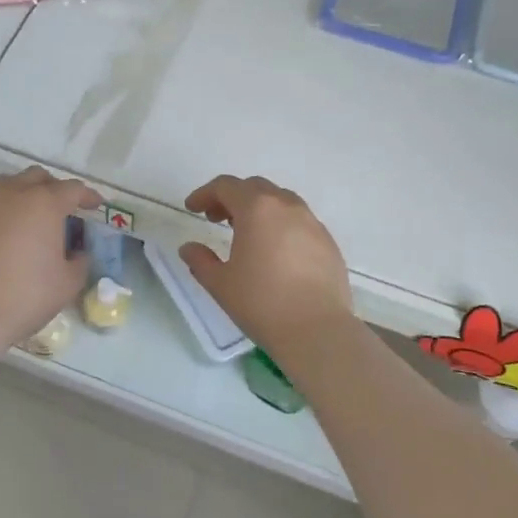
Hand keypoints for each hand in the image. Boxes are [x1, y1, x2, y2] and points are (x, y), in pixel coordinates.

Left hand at [0, 167, 101, 348]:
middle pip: (38, 177)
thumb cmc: (26, 296)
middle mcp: (14, 193)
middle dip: (54, 189)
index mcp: (45, 203)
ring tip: (30, 214)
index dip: (88, 196)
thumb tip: (78, 252)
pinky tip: (3, 228)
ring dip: (25, 192)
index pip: (72, 189)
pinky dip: (1, 207)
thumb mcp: (68, 283)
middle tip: (63, 209)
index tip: (96, 206)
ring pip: (9, 183)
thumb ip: (80, 261)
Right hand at [180, 175, 353, 353]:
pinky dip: (281, 225)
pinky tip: (275, 252)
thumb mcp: (220, 284)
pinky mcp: (328, 242)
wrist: (317, 331)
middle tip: (216, 219)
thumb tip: (188, 248)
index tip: (192, 209)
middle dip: (232, 198)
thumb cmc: (262, 303)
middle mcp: (287, 206)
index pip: (226, 186)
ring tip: (246, 234)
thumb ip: (200, 260)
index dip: (204, 193)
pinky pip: (299, 221)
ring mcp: (312, 223)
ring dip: (259, 209)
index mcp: (257, 209)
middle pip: (255, 188)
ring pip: (281, 201)